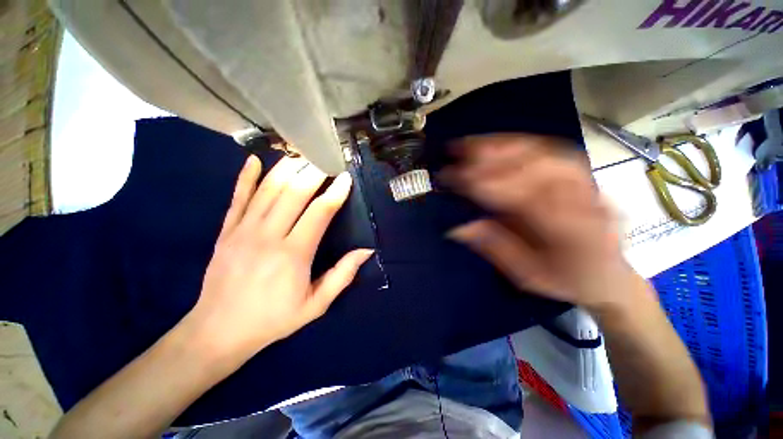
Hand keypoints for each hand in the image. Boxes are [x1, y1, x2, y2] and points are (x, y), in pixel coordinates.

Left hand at [186, 155, 373, 360]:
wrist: (219, 330)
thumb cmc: (274, 319)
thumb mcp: (316, 304)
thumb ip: (342, 275)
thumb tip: (366, 251)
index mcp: (294, 254)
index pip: (319, 212)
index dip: (335, 193)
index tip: (345, 178)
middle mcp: (269, 236)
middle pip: (294, 193)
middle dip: (313, 172)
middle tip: (326, 158)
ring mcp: (243, 230)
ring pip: (268, 190)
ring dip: (286, 168)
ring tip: (301, 154)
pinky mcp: (226, 231)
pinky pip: (237, 198)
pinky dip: (245, 177)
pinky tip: (254, 160)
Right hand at [442, 134, 636, 312]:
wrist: (610, 276)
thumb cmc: (568, 281)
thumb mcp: (528, 276)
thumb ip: (495, 249)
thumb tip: (458, 229)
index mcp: (576, 236)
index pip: (529, 201)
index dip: (491, 187)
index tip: (459, 180)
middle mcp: (588, 203)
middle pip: (541, 170)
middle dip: (494, 160)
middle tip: (459, 155)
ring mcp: (589, 185)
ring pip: (547, 154)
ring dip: (505, 146)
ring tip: (472, 143)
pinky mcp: (583, 176)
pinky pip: (551, 151)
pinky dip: (520, 144)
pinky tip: (497, 143)